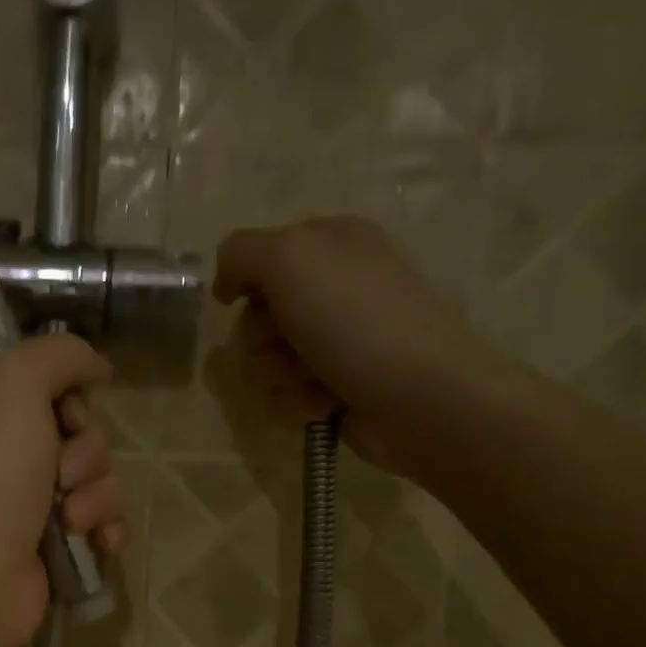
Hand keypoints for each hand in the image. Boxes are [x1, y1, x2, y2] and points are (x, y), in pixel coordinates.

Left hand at [0, 335, 123, 646]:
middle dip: (86, 453)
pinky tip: (97, 542)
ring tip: (69, 519)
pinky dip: (106, 530)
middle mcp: (5, 455)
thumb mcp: (13, 381)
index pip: (52, 387)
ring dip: (96, 496)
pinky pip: (104, 524)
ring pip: (99, 480)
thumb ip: (59, 354)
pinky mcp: (55, 548)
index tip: (68, 415)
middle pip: (83, 435)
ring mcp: (30, 505)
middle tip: (60, 474)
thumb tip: (97, 368)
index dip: (72, 399)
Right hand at [213, 217, 504, 469]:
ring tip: (312, 378)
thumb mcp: (290, 258)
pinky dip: (299, 401)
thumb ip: (240, 253)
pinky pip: (287, 394)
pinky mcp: (335, 387)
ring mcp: (336, 341)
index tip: (247, 300)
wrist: (420, 397)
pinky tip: (326, 403)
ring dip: (279, 374)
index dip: (247, 282)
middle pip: (257, 314)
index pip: (259, 256)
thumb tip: (225, 284)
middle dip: (262, 336)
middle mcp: (334, 288)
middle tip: (289, 343)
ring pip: (266, 360)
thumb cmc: (355, 320)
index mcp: (331, 243)